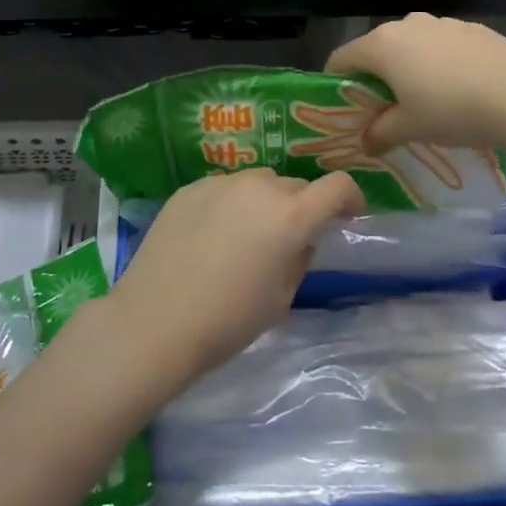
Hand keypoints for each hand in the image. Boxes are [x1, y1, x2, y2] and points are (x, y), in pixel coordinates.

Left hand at [108, 168, 362, 385]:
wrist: (154, 322)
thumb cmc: (228, 320)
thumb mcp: (282, 296)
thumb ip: (299, 256)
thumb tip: (299, 238)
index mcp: (291, 216)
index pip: (338, 186)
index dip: (350, 199)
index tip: (347, 217)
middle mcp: (260, 187)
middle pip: (295, 186)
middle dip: (300, 208)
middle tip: (285, 240)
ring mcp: (222, 183)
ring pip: (258, 184)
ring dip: (263, 203)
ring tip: (243, 237)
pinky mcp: (190, 188)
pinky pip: (224, 189)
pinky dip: (229, 206)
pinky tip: (209, 237)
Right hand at [325, 13, 505, 153]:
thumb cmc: (452, 109)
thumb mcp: (410, 129)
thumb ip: (380, 134)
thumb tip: (365, 142)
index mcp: (382, 45)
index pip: (341, 58)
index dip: (335, 84)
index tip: (343, 109)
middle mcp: (406, 24)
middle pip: (376, 50)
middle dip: (375, 78)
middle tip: (383, 111)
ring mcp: (440, 22)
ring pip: (410, 46)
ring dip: (408, 69)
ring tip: (424, 101)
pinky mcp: (469, 28)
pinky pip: (440, 46)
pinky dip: (437, 63)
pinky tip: (457, 89)